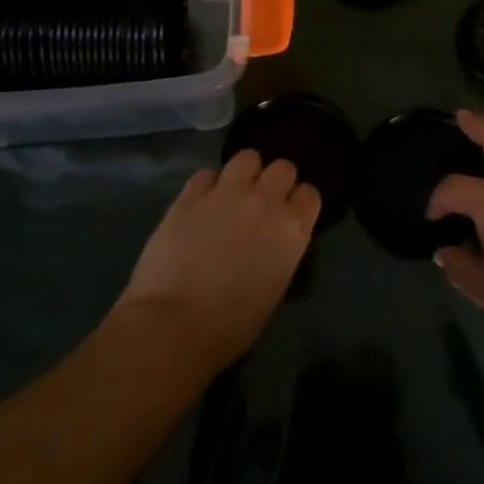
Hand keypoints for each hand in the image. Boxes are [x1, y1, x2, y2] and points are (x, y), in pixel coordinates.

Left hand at [118, 150, 321, 366]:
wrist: (174, 325)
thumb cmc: (230, 326)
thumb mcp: (273, 288)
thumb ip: (279, 252)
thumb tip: (270, 243)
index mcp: (291, 230)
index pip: (309, 194)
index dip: (298, 203)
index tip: (289, 215)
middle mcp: (265, 201)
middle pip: (283, 167)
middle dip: (275, 181)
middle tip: (261, 202)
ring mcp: (226, 193)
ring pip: (247, 157)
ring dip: (244, 173)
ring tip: (232, 194)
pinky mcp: (190, 195)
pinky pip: (206, 174)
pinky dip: (207, 186)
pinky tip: (200, 205)